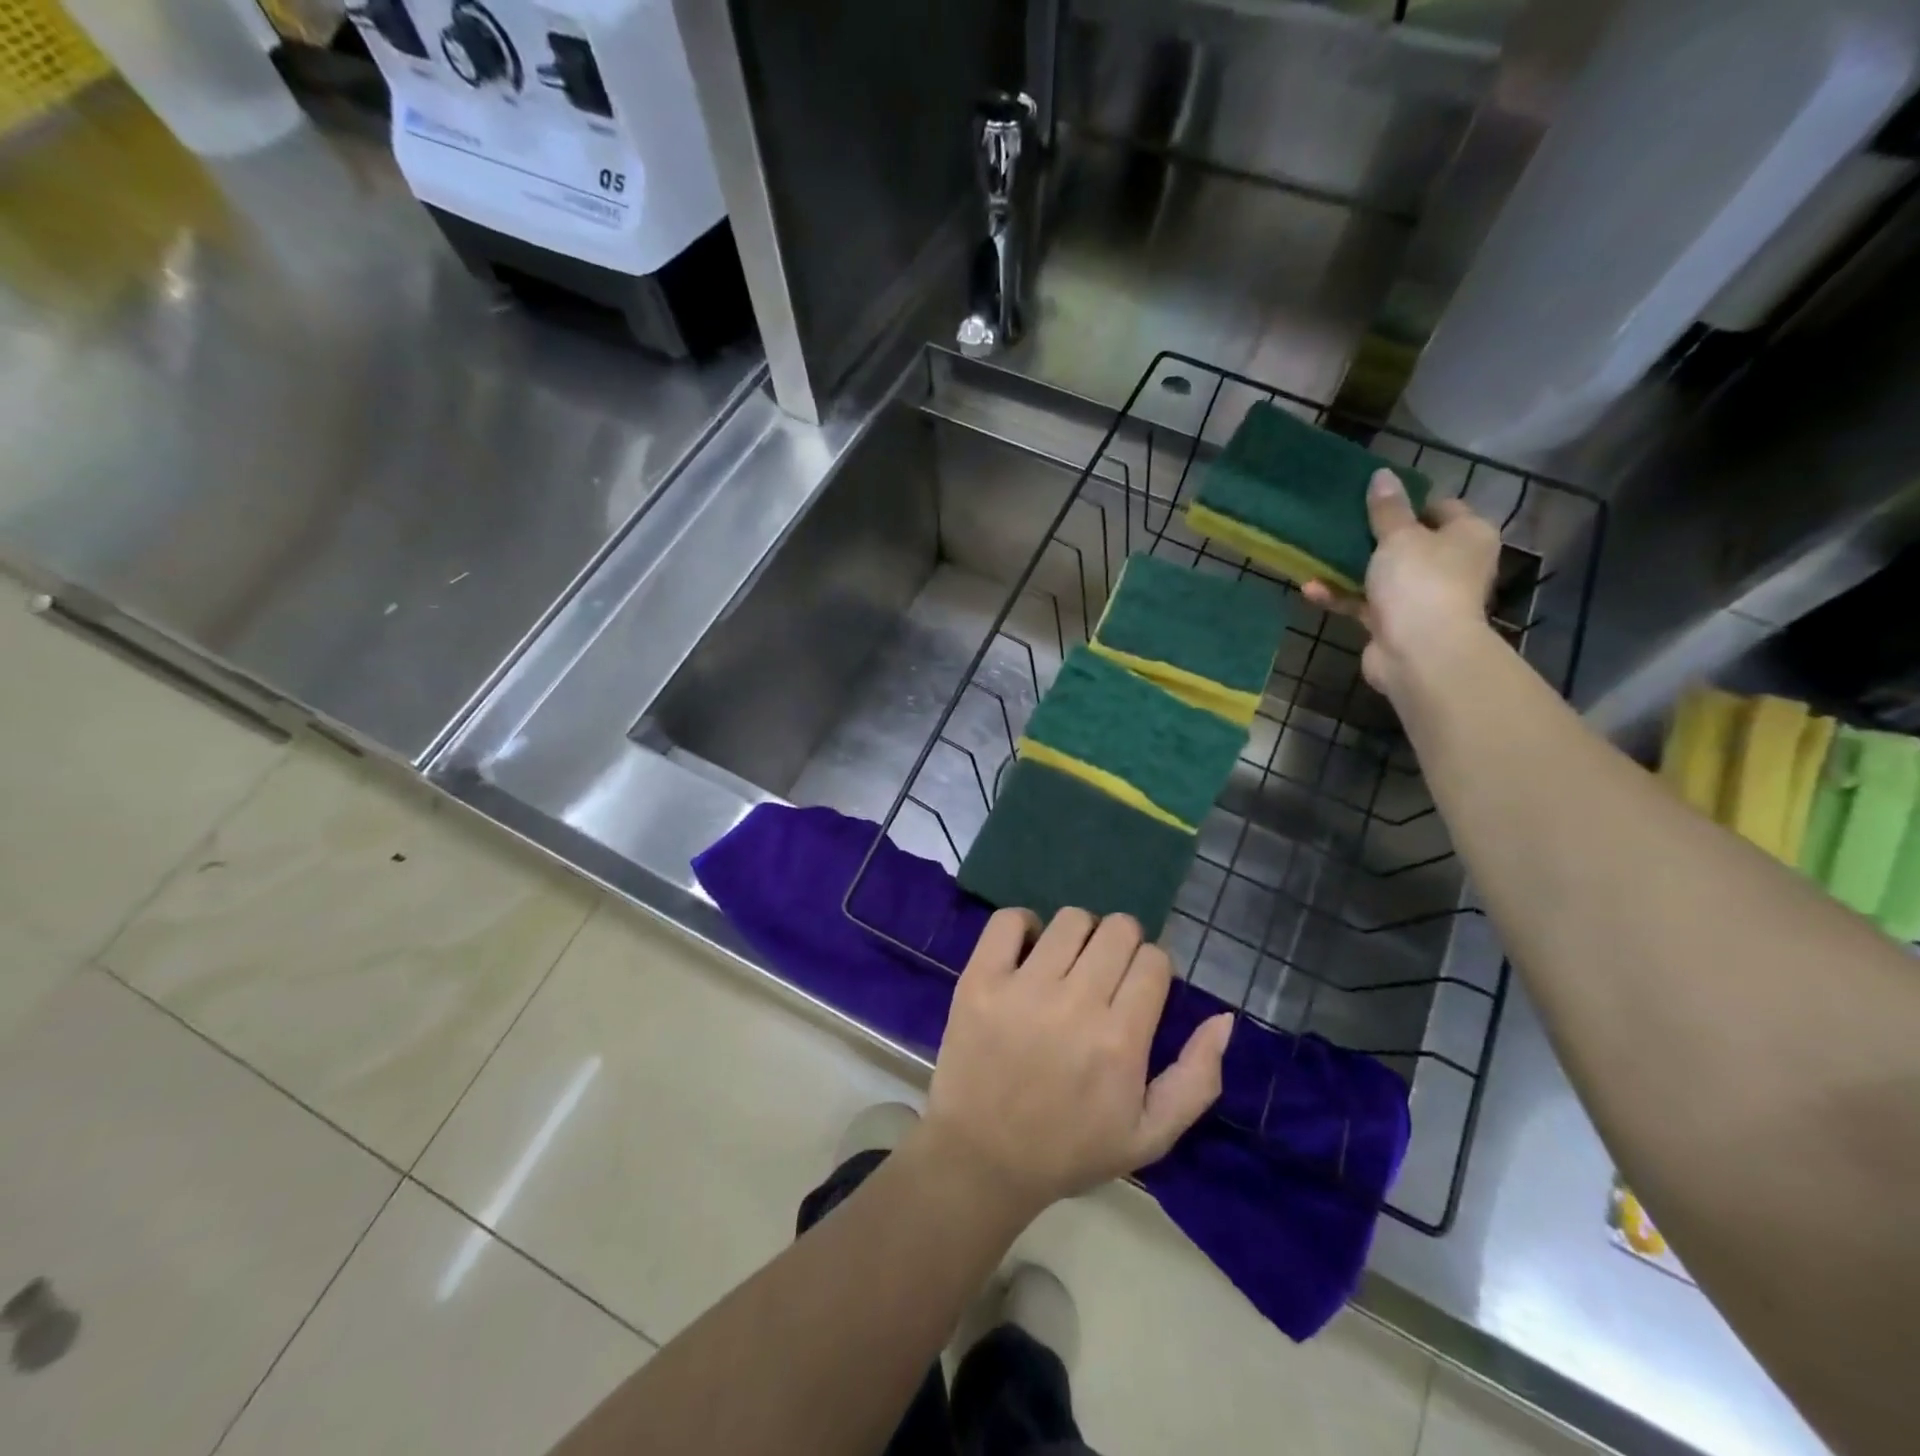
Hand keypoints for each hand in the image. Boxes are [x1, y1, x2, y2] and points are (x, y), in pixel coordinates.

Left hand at [917, 907, 1232, 1219]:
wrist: (982, 1159)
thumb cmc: (1070, 1149)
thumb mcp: (1150, 1136)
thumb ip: (1197, 1079)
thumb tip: (1224, 1018)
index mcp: (1120, 1041)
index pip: (1154, 960)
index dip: (1152, 969)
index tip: (1137, 989)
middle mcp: (1075, 1004)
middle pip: (1118, 930)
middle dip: (1123, 945)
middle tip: (1105, 975)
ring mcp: (1022, 988)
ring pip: (1071, 920)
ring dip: (1080, 935)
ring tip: (1068, 964)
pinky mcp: (980, 979)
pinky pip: (1008, 920)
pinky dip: (1023, 925)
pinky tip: (1028, 952)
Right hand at [1302, 469, 1500, 699]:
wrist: (1419, 652)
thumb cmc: (1420, 582)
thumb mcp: (1399, 536)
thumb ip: (1387, 508)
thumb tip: (1382, 474)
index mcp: (1467, 536)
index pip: (1441, 507)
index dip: (1408, 500)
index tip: (1372, 497)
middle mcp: (1450, 565)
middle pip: (1409, 542)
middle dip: (1373, 535)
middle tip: (1340, 522)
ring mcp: (1421, 597)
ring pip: (1382, 575)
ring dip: (1350, 568)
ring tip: (1317, 553)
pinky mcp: (1393, 623)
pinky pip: (1363, 603)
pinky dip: (1340, 596)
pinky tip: (1311, 589)